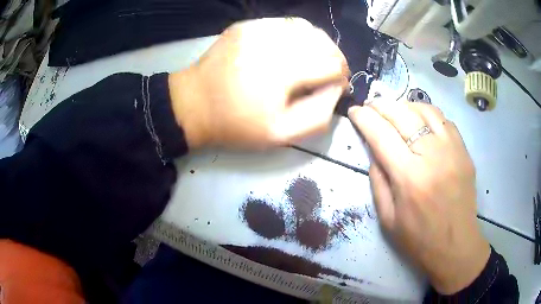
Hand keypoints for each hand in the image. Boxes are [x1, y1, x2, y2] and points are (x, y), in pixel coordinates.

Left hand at [169, 17, 349, 148]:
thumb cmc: (236, 124)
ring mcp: (257, 28)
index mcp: (282, 72)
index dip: (341, 75)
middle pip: (323, 41)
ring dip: (318, 44)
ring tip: (314, 60)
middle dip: (334, 58)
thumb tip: (337, 88)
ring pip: (306, 27)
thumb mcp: (281, 135)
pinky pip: (284, 23)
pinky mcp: (247, 25)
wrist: (193, 104)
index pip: (332, 64)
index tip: (338, 86)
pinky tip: (292, 49)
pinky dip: (297, 35)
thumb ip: (318, 115)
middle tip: (329, 73)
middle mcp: (272, 42)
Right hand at [349, 100, 490, 293]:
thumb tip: (374, 151)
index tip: (354, 111)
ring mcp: (452, 150)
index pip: (381, 134)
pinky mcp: (464, 151)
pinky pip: (444, 119)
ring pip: (424, 110)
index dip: (364, 118)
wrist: (456, 246)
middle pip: (402, 114)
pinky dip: (428, 114)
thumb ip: (378, 181)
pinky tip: (421, 121)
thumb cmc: (419, 239)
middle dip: (381, 105)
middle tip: (371, 106)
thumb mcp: (387, 219)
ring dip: (405, 105)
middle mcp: (432, 156)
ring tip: (395, 111)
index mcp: (409, 177)